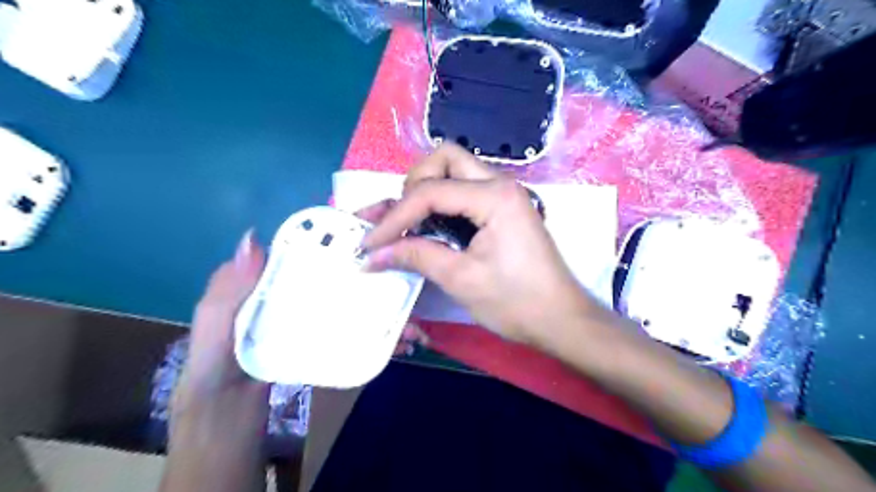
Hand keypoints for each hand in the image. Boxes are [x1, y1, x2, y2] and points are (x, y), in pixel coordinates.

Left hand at [177, 225, 427, 412]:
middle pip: (345, 274)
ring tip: (413, 314)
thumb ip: (228, 291)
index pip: (313, 250)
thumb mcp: (214, 328)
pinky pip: (360, 333)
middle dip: (379, 268)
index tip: (377, 226)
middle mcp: (304, 294)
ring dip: (388, 305)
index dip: (341, 235)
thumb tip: (253, 237)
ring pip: (359, 303)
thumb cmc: (217, 370)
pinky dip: (383, 335)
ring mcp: (321, 319)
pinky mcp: (332, 343)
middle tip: (409, 266)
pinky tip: (403, 341)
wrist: (230, 422)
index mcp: (278, 282)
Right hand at [358, 142, 598, 342]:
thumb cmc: (516, 302)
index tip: (370, 243)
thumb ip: (416, 256)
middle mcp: (499, 184)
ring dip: (424, 189)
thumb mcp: (461, 279)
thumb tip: (373, 254)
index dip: (395, 217)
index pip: (430, 192)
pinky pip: (463, 193)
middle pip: (445, 159)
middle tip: (399, 217)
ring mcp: (502, 195)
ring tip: (401, 218)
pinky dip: (439, 203)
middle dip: (413, 183)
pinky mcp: (501, 210)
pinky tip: (421, 221)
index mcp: (494, 196)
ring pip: (454, 171)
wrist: (561, 320)